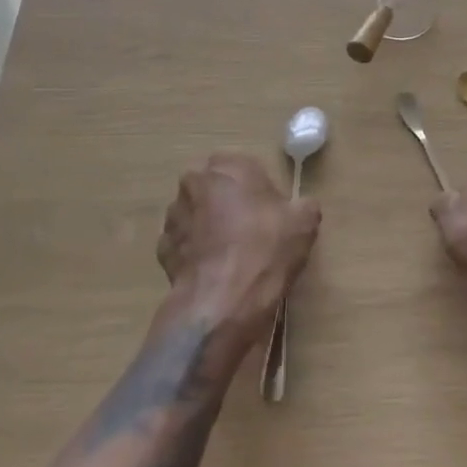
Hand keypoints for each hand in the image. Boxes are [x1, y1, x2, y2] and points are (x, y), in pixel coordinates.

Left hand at [158, 153, 319, 340]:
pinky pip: (184, 243)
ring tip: (231, 256)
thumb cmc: (265, 249)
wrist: (223, 301)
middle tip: (251, 232)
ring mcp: (174, 215)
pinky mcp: (162, 247)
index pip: (244, 167)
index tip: (271, 214)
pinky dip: (196, 252)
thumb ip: (303, 205)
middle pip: (217, 188)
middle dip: (229, 204)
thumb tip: (301, 207)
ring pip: (196, 214)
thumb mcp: (304, 223)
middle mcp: (194, 182)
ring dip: (209, 226)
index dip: (259, 190)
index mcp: (227, 165)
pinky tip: (214, 271)